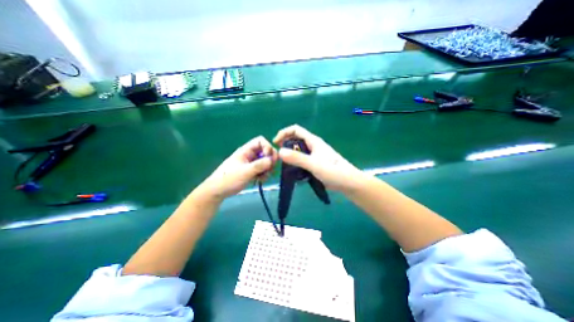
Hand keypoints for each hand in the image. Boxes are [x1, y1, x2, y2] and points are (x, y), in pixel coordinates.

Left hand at [196, 136, 279, 202]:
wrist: (218, 191)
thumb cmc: (229, 179)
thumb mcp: (245, 172)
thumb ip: (259, 165)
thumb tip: (272, 159)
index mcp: (246, 151)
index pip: (260, 141)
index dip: (267, 147)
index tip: (269, 157)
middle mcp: (250, 155)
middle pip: (266, 151)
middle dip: (270, 160)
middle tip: (270, 169)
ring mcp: (251, 163)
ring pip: (266, 161)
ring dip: (268, 169)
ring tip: (263, 177)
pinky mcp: (252, 171)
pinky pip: (263, 169)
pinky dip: (264, 174)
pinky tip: (260, 180)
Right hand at [273, 125, 361, 191]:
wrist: (348, 183)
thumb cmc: (333, 171)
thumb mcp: (313, 164)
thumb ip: (297, 158)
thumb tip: (280, 151)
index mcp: (313, 141)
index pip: (296, 130)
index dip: (284, 133)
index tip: (276, 143)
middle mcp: (313, 146)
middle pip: (296, 140)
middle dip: (285, 145)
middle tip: (279, 157)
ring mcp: (314, 156)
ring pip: (298, 152)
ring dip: (290, 156)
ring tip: (284, 166)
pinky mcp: (315, 164)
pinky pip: (302, 161)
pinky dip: (296, 164)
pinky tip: (293, 172)